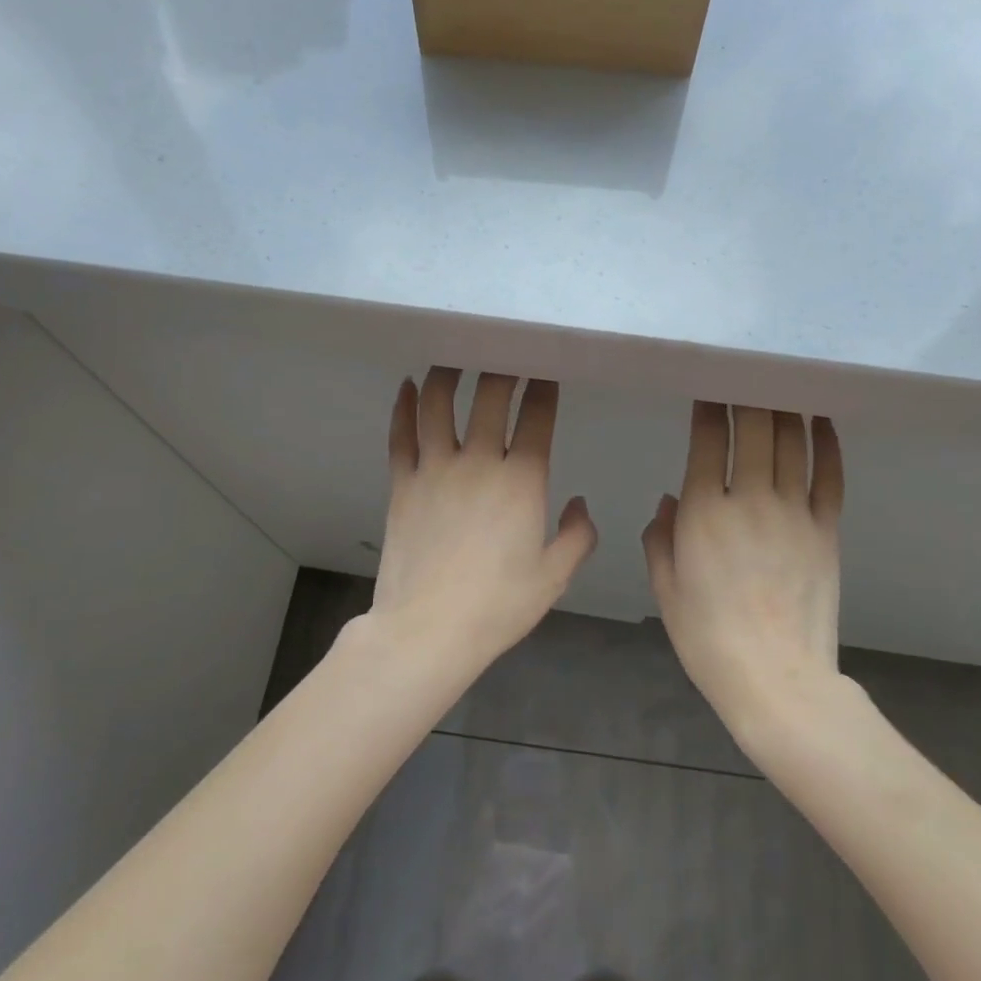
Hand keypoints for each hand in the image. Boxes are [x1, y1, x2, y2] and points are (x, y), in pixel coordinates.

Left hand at [368, 368, 597, 674]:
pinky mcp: (402, 483)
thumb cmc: (498, 605)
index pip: (536, 417)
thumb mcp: (554, 576)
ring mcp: (434, 469)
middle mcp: (478, 462)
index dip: (543, 387)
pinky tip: (407, 384)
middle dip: (501, 367)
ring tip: (456, 355)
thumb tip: (580, 502)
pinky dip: (403, 405)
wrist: (427, 631)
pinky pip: (401, 434)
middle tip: (506, 349)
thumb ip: (578, 536)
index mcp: (522, 481)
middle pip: (489, 396)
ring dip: (448, 373)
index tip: (545, 368)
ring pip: (438, 404)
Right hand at [642, 403, 844, 722]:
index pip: (708, 440)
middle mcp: (750, 500)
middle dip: (747, 395)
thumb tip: (669, 499)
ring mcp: (794, 513)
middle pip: (753, 429)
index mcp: (704, 512)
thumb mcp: (666, 588)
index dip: (709, 407)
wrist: (776, 679)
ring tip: (781, 382)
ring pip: (792, 443)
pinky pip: (831, 476)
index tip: (709, 384)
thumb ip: (660, 538)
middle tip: (746, 371)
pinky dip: (828, 443)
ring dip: (785, 408)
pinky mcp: (827, 530)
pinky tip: (822, 420)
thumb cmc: (708, 637)